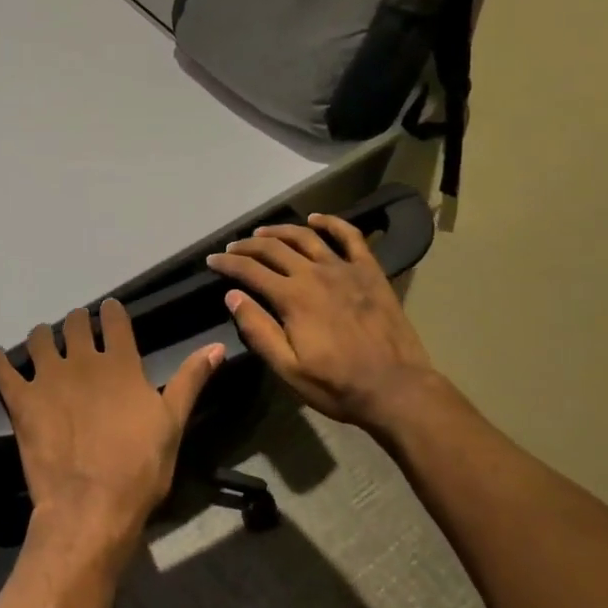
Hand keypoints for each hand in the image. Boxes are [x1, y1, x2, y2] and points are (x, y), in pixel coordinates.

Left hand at [0, 301, 223, 571]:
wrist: (91, 506)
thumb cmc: (139, 468)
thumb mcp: (173, 424)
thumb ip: (190, 381)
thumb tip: (216, 346)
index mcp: (120, 362)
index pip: (113, 318)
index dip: (110, 312)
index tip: (108, 313)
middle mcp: (82, 360)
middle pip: (73, 322)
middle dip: (75, 322)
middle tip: (76, 333)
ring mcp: (48, 377)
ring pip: (37, 337)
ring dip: (40, 338)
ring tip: (42, 348)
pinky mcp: (21, 400)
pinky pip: (1, 368)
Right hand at [205, 212, 439, 431]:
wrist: (395, 388)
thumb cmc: (336, 385)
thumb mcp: (287, 368)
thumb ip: (258, 330)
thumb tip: (232, 296)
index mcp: (292, 298)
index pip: (250, 271)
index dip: (227, 263)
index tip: (212, 260)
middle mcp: (315, 274)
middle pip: (274, 249)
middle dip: (248, 246)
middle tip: (233, 247)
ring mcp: (345, 269)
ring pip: (305, 237)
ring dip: (280, 231)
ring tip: (263, 232)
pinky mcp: (370, 272)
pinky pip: (350, 237)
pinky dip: (331, 223)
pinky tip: (316, 219)